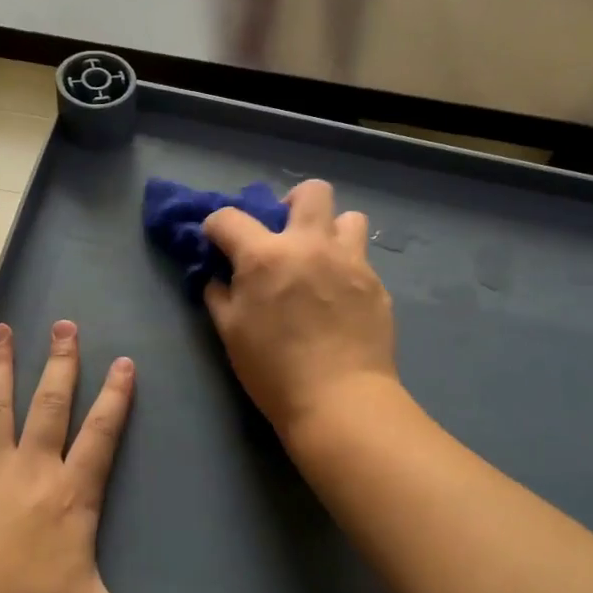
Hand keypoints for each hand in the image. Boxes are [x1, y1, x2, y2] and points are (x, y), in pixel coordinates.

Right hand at [203, 180, 398, 439]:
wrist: (339, 400)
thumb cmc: (274, 371)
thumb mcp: (231, 334)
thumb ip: (219, 296)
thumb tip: (218, 278)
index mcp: (266, 256)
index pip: (229, 218)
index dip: (215, 227)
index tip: (217, 242)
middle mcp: (310, 245)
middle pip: (311, 191)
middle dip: (292, 202)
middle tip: (286, 233)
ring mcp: (350, 261)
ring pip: (349, 218)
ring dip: (331, 231)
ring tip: (322, 260)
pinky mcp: (376, 284)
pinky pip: (361, 259)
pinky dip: (346, 268)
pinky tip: (340, 298)